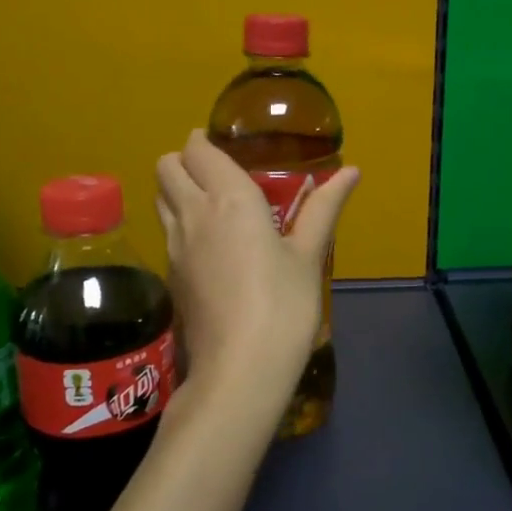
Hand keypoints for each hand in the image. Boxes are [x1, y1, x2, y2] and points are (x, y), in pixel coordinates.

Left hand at [154, 130, 359, 428]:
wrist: (240, 370)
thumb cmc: (283, 306)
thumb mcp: (309, 256)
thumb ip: (324, 207)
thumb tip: (352, 170)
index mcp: (228, 198)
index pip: (197, 149)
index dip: (204, 141)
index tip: (223, 145)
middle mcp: (192, 213)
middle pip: (166, 168)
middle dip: (184, 160)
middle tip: (215, 171)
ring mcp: (174, 246)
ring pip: (159, 198)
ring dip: (176, 189)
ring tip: (211, 203)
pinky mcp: (170, 276)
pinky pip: (166, 231)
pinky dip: (178, 222)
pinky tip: (208, 244)